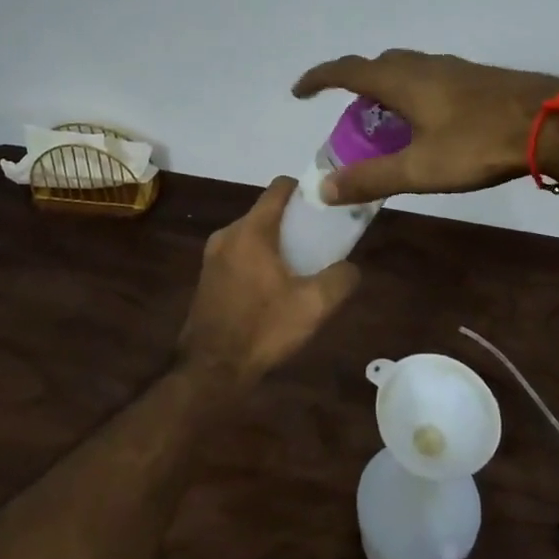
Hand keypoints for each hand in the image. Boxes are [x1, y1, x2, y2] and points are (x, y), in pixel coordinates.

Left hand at [177, 177, 361, 390]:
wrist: (210, 370)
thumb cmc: (262, 329)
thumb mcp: (313, 306)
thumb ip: (340, 279)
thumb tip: (351, 268)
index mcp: (251, 230)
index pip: (279, 187)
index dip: (305, 189)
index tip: (325, 204)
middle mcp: (228, 234)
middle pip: (267, 211)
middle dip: (294, 221)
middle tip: (319, 242)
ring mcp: (213, 255)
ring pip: (253, 234)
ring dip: (276, 243)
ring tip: (300, 268)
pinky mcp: (207, 276)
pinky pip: (240, 253)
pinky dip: (259, 259)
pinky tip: (274, 288)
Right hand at [292, 49, 558, 205]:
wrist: (553, 122)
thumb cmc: (479, 144)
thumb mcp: (420, 169)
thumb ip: (371, 179)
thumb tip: (324, 189)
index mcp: (401, 80)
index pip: (347, 70)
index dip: (319, 78)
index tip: (299, 91)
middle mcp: (423, 64)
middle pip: (377, 65)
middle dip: (355, 85)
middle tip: (349, 117)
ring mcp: (453, 67)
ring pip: (407, 69)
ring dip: (387, 89)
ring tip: (388, 122)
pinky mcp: (477, 77)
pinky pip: (430, 76)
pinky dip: (414, 92)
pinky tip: (432, 121)